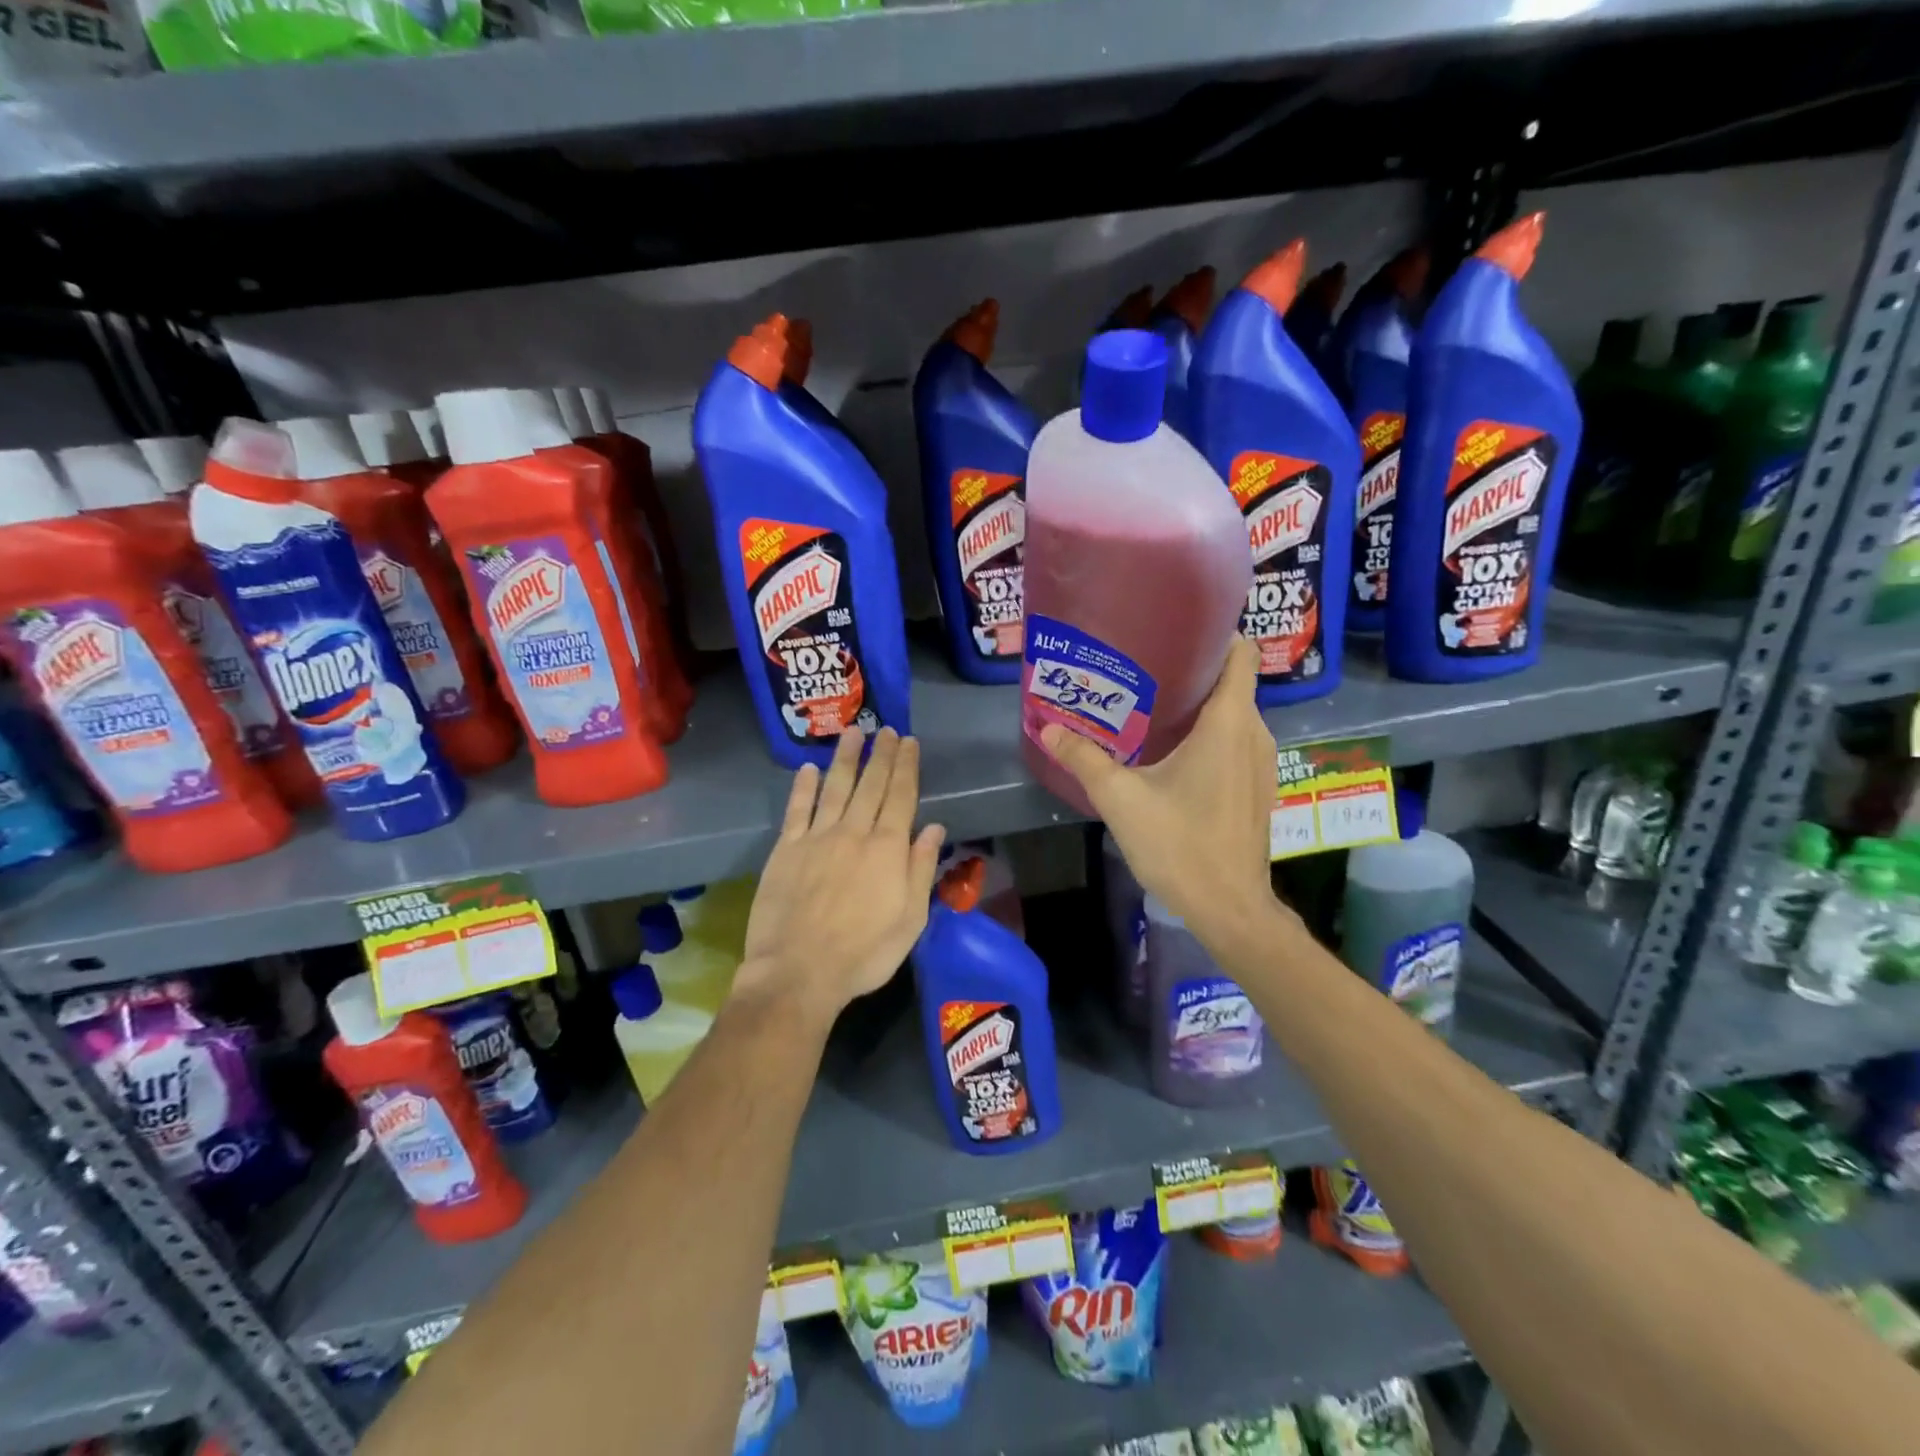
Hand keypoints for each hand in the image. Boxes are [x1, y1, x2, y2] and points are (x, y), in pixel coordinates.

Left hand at [735, 728, 946, 1022]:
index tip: (909, 741)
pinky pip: (797, 810)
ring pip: (835, 787)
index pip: (901, 796)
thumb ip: (921, 869)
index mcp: (888, 848)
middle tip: (887, 729)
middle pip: (871, 785)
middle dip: (881, 754)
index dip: (906, 766)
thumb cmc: (864, 953)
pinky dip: (803, 787)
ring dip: (846, 759)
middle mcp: (854, 832)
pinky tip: (808, 768)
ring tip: (853, 733)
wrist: (799, 972)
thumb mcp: (910, 919)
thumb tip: (935, 828)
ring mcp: (817, 838)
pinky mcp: (786, 849)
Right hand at [1041, 638, 1283, 948]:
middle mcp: (1254, 734)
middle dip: (1194, 670)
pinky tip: (1174, 750)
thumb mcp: (1121, 799)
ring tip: (1153, 703)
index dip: (1217, 634)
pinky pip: (1237, 740)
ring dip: (1202, 705)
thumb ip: (1084, 759)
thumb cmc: (1180, 844)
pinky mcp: (1257, 787)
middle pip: (1232, 682)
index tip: (1177, 630)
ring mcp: (1261, 762)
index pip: (1240, 654)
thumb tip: (1048, 727)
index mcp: (1228, 724)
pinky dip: (1211, 734)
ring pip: (1234, 714)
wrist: (1229, 907)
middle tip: (1144, 667)